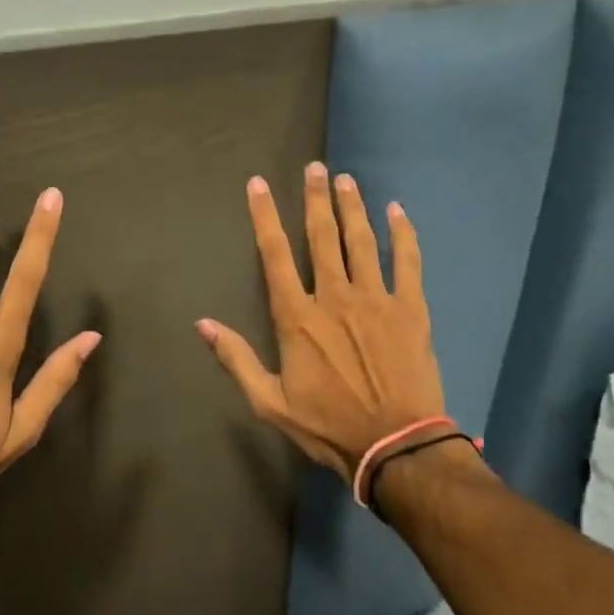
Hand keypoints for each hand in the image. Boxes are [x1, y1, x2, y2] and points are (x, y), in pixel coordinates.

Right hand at [196, 162, 445, 480]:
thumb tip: (202, 324)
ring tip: (346, 179)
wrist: (394, 446)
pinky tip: (397, 211)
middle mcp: (334, 296)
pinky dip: (403, 234)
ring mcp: (376, 299)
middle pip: (322, 237)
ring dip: (353, 207)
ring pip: (362, 241)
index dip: (264, 216)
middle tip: (314, 168)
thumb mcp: (270, 402)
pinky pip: (408, 262)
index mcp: (298, 317)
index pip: (275, 254)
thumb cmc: (328, 425)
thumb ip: (236, 359)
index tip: (258, 185)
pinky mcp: (411, 308)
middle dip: (315, 198)